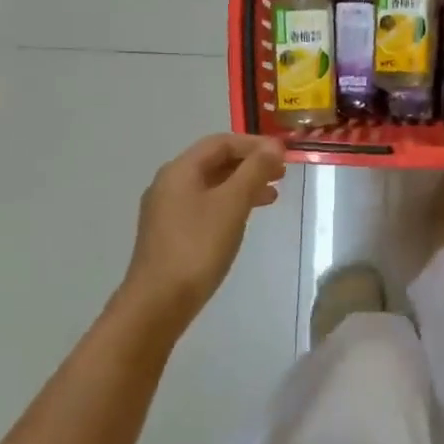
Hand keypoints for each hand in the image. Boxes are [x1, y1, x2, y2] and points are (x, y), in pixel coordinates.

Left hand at [121, 134, 286, 331]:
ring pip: (211, 185)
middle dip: (250, 164)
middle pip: (215, 162)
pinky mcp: (171, 233)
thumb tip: (274, 145)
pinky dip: (230, 203)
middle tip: (282, 174)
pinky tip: (244, 218)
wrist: (159, 301)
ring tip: (272, 196)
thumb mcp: (232, 204)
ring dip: (243, 184)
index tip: (284, 154)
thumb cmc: (198, 246)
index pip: (221, 142)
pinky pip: (205, 205)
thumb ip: (254, 171)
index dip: (254, 144)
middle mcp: (169, 184)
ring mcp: (168, 210)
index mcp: (180, 170)